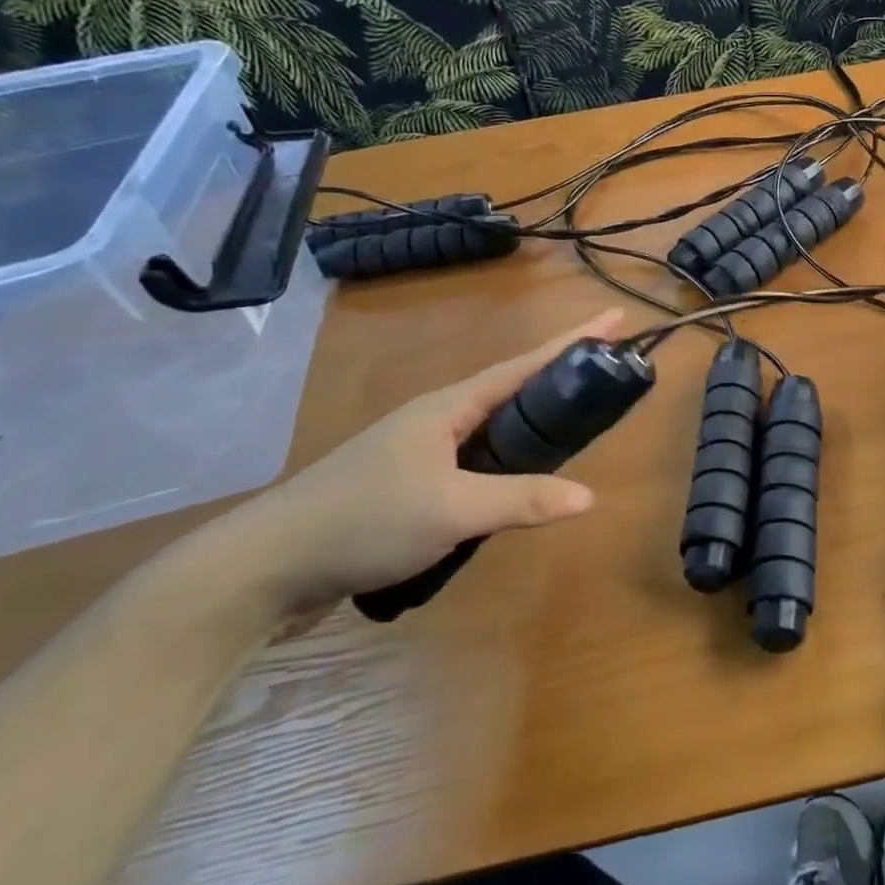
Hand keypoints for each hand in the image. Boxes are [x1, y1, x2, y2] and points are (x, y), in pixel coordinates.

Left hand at [218, 310, 624, 617]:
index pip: (526, 365)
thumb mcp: (451, 510)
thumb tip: (589, 496)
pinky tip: (518, 483)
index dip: (573, 341)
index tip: (615, 318)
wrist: (269, 565)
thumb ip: (521, 500)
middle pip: (514, 389)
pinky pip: (475, 460)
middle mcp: (438, 418)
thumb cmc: (365, 520)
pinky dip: (507, 460)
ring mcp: (421, 451)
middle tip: (606, 376)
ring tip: (575, 429)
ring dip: (534, 423)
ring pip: (493, 428)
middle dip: (560, 378)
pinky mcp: (409, 484)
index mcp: (450, 406)